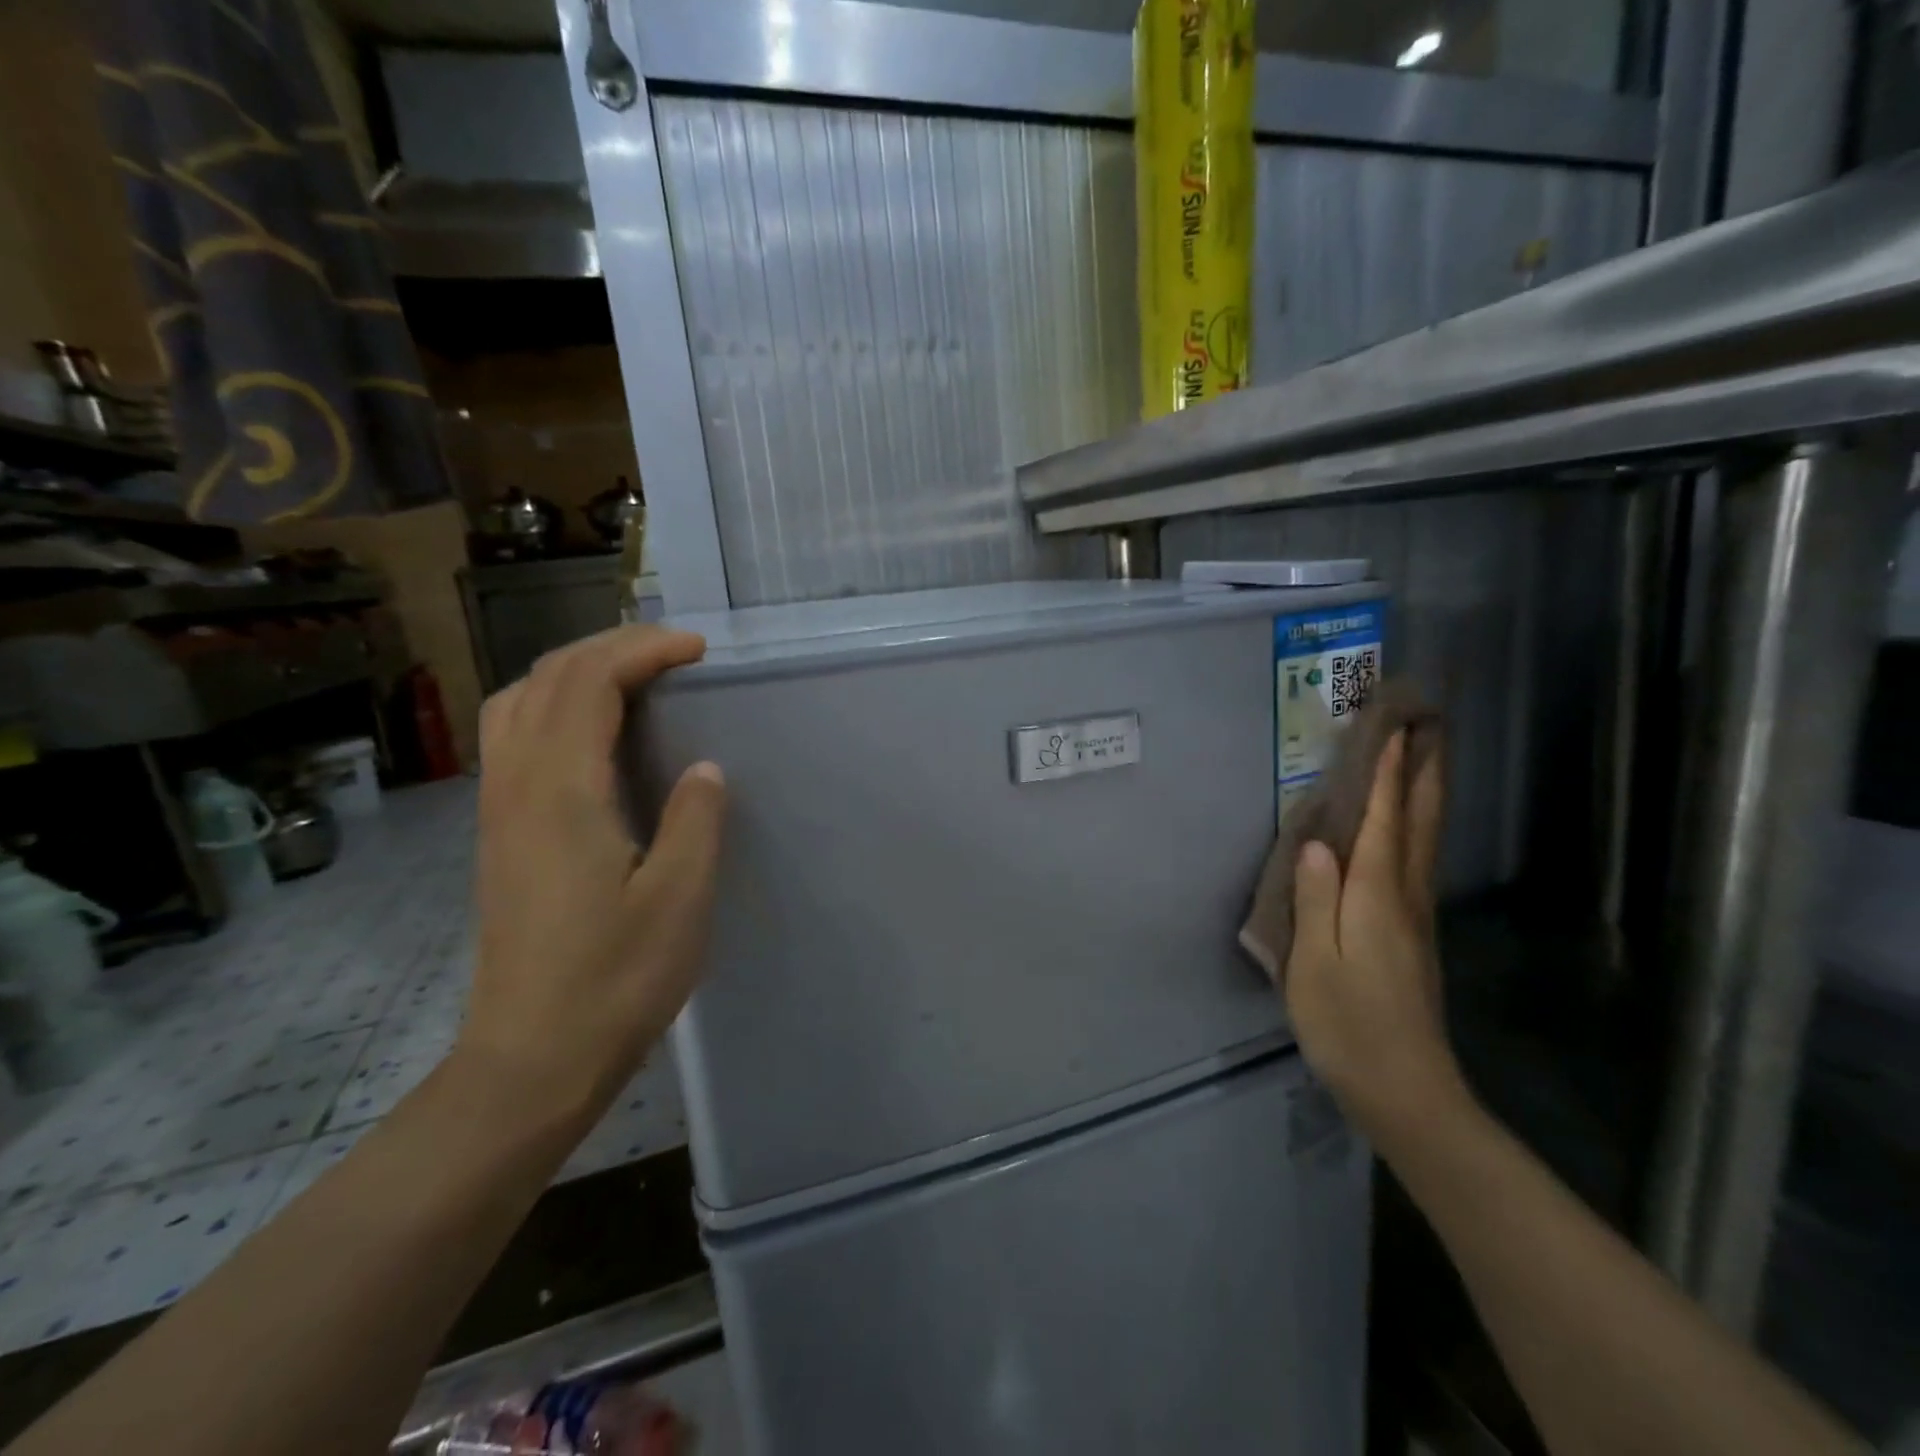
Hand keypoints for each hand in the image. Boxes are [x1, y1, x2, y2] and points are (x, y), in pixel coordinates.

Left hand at [460, 626, 726, 1123]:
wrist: (531, 1059)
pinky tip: (590, 734)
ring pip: (518, 702)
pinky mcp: (498, 835)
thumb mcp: (680, 899)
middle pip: (548, 678)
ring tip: (633, 679)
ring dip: (575, 671)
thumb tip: (704, 769)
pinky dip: (552, 705)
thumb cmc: (615, 980)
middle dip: (612, 647)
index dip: (643, 650)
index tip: (698, 650)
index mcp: (562, 792)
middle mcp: (517, 785)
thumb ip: (695, 820)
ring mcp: (498, 810)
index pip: (589, 682)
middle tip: (674, 653)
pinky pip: (512, 737)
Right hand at [1283, 731, 1467, 1147]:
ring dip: (1427, 796)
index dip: (1389, 777)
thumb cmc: (1348, 1025)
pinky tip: (1409, 829)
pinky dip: (1416, 830)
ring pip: (1426, 843)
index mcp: (1377, 899)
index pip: (1385, 824)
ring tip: (1426, 761)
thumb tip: (1316, 842)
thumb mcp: (1314, 962)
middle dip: (1425, 773)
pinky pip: (1417, 864)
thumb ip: (1314, 899)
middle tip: (1430, 728)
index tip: (1396, 729)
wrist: (1406, 1091)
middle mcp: (1404, 898)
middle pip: (1421, 825)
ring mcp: (1415, 919)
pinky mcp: (1413, 937)